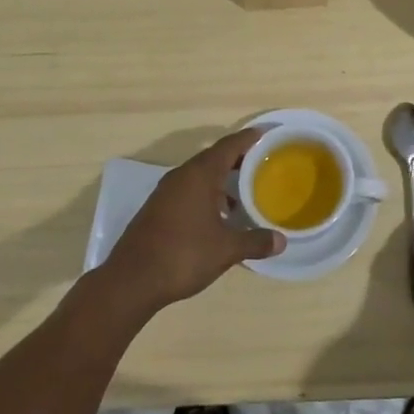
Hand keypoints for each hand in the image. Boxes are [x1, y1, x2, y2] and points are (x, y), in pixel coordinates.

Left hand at [101, 129, 282, 313]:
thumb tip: (281, 241)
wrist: (131, 280)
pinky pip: (188, 190)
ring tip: (244, 194)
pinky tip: (218, 216)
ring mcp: (166, 192)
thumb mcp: (225, 250)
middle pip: (214, 157)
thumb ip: (255, 241)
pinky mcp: (157, 208)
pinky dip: (207, 194)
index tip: (265, 133)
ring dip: (221, 180)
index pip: (229, 146)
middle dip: (237, 159)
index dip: (249, 138)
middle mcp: (181, 176)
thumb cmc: (183, 255)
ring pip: (199, 175)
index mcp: (199, 175)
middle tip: (262, 163)